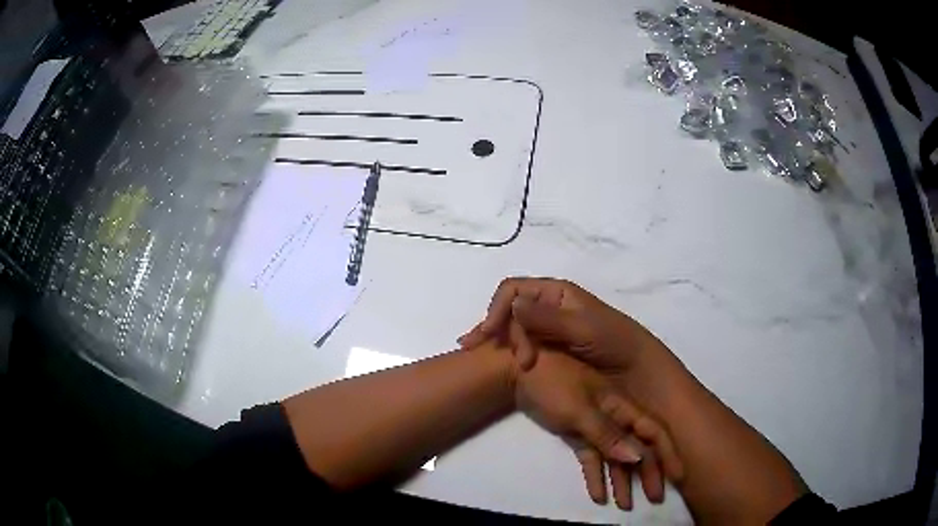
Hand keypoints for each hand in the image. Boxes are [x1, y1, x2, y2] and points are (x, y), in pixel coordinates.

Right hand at [460, 278, 663, 372]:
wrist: (636, 373)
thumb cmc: (614, 345)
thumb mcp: (583, 329)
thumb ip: (548, 318)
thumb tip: (512, 303)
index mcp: (557, 293)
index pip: (514, 290)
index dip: (498, 309)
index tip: (490, 334)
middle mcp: (548, 306)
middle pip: (509, 310)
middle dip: (495, 328)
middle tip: (489, 353)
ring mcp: (547, 329)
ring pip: (511, 327)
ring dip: (496, 340)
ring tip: (481, 358)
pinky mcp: (548, 349)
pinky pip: (520, 344)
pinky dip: (505, 352)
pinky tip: (496, 363)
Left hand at [515, 350, 682, 508]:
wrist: (518, 372)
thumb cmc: (552, 383)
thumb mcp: (580, 409)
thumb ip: (607, 434)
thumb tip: (638, 457)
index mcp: (621, 405)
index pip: (652, 430)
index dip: (667, 452)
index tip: (678, 476)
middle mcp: (614, 417)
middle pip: (637, 448)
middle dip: (649, 473)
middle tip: (656, 498)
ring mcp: (595, 427)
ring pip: (614, 458)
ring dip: (622, 481)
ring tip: (625, 505)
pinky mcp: (577, 435)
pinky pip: (591, 459)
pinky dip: (595, 476)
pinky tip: (599, 496)